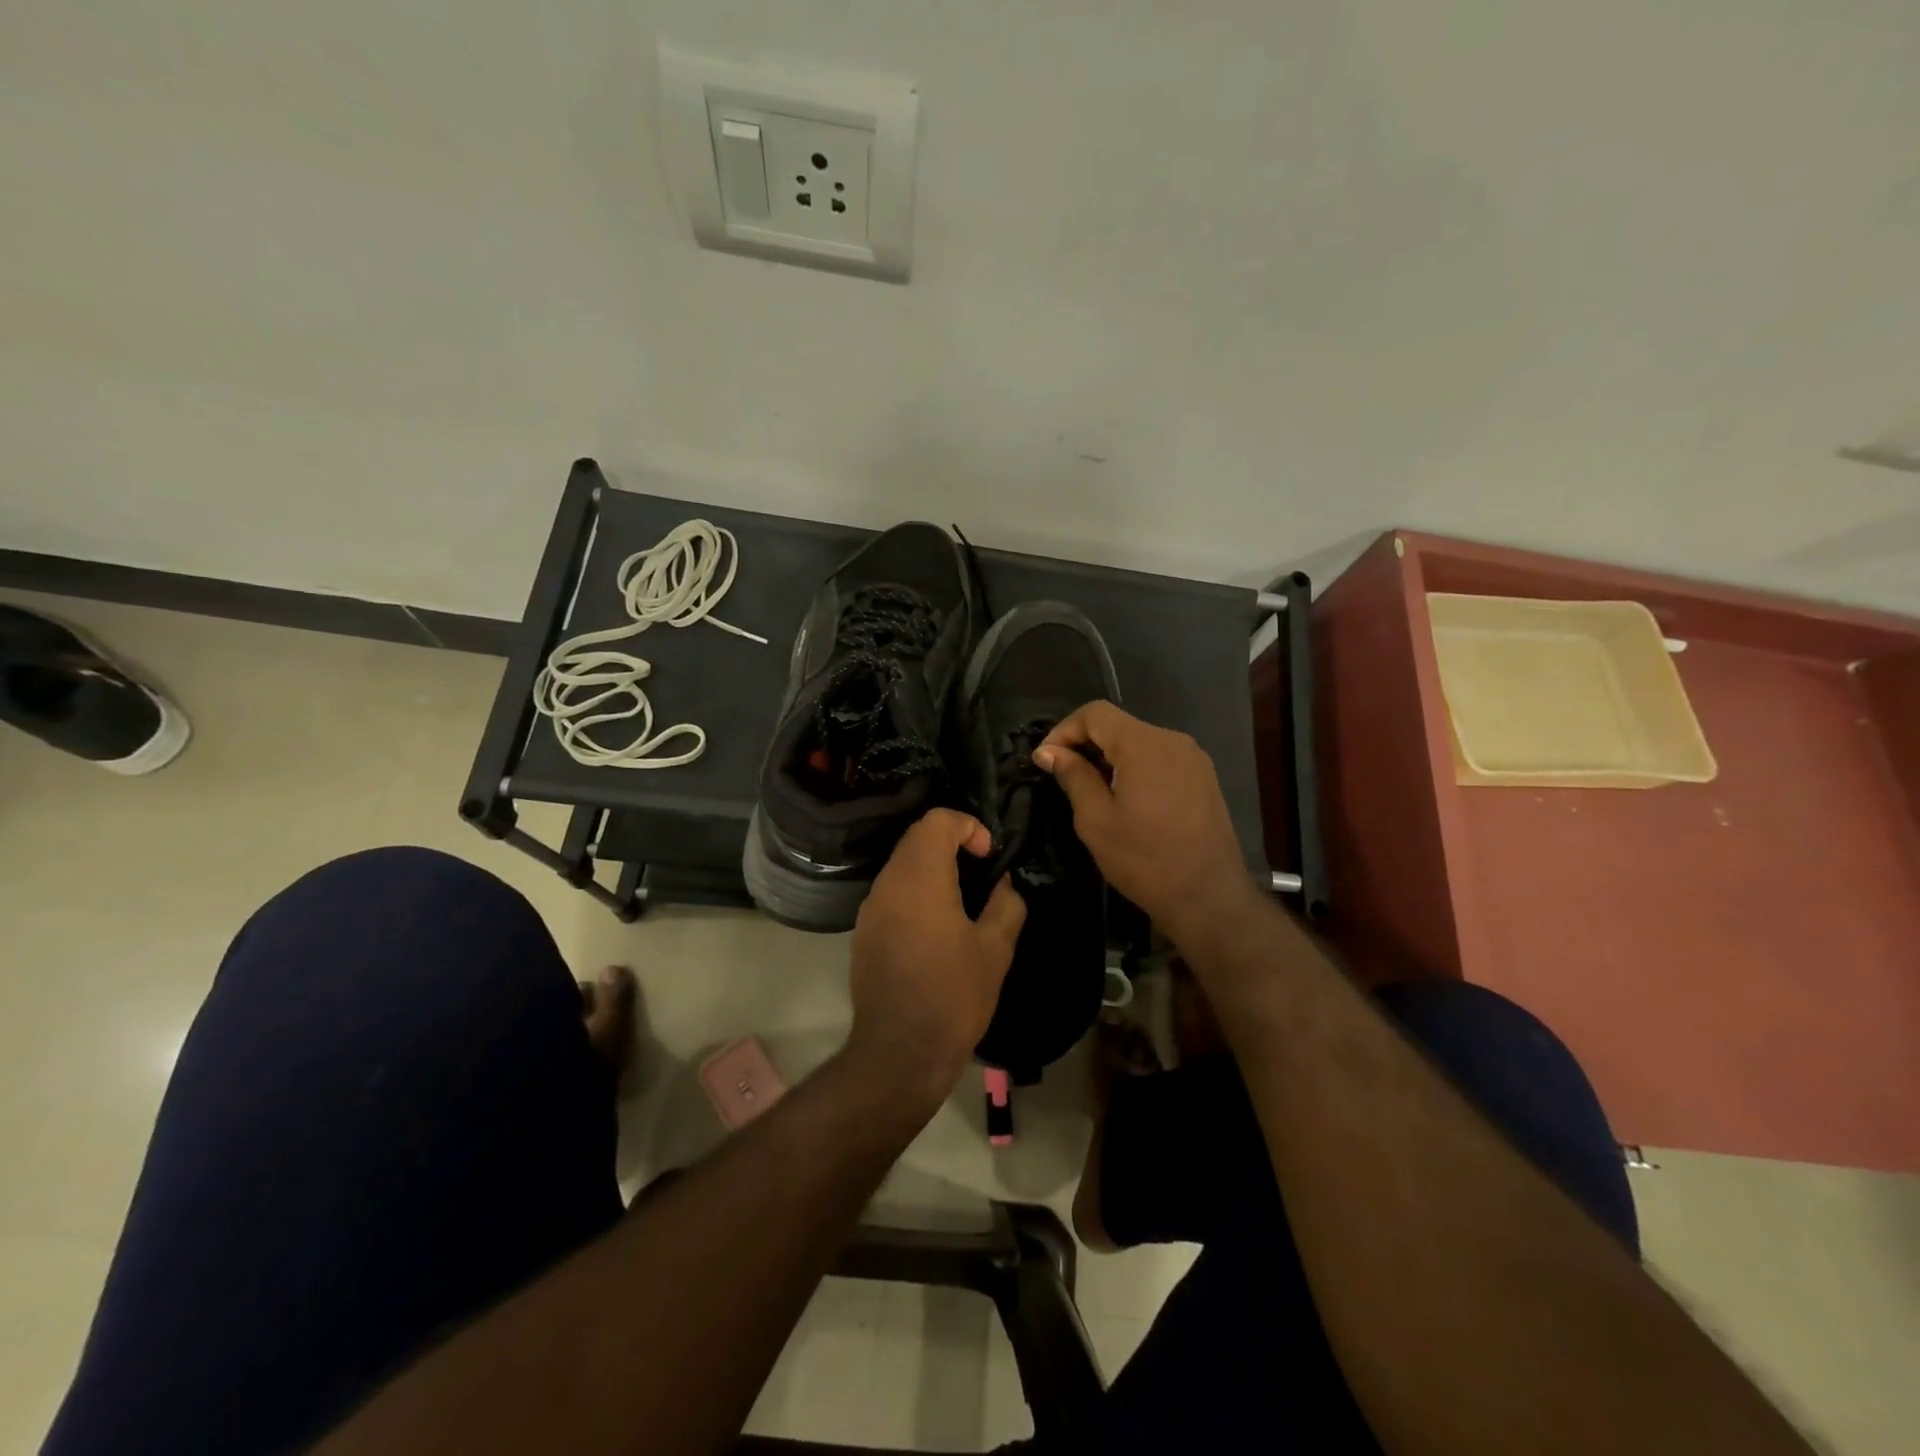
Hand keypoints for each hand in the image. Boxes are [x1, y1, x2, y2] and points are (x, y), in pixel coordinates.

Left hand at [844, 809, 1026, 1109]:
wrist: (900, 1053)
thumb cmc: (953, 996)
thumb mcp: (995, 950)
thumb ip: (1006, 905)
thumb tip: (1004, 884)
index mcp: (919, 879)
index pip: (936, 821)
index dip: (967, 826)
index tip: (988, 856)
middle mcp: (887, 884)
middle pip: (916, 839)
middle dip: (951, 845)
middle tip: (981, 874)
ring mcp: (870, 909)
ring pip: (902, 866)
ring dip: (933, 869)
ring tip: (963, 902)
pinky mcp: (864, 933)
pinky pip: (892, 894)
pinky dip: (916, 893)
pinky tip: (937, 928)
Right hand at [1033, 701, 1258, 944]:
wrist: (1208, 898)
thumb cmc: (1144, 860)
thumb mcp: (1095, 819)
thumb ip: (1073, 776)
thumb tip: (1049, 751)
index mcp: (1144, 744)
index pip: (1095, 713)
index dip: (1064, 729)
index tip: (1046, 760)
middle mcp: (1172, 740)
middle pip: (1119, 725)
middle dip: (1086, 744)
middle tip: (1064, 778)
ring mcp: (1193, 759)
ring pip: (1140, 742)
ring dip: (1110, 758)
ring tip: (1093, 792)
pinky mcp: (1204, 778)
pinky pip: (1160, 759)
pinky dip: (1135, 768)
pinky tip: (1126, 801)